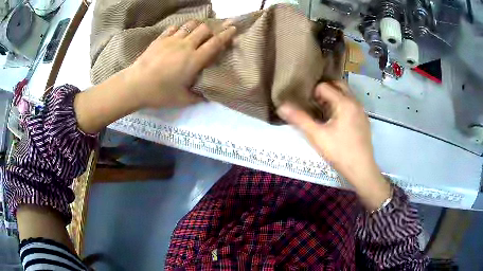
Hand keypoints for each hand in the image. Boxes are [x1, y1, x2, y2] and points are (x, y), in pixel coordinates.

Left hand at [126, 20, 236, 107]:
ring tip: (196, 32)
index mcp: (194, 60)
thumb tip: (206, 97)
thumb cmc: (160, 93)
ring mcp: (172, 40)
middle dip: (211, 30)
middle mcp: (186, 46)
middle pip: (204, 29)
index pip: (215, 43)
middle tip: (211, 36)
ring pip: (190, 25)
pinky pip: (174, 28)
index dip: (226, 35)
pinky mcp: (160, 39)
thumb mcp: (182, 100)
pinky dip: (180, 29)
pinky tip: (178, 34)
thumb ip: (197, 97)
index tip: (233, 29)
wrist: (136, 85)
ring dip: (197, 27)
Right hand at [277, 82, 390, 210]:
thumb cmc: (339, 151)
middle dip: (325, 91)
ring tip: (324, 112)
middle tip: (315, 104)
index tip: (308, 106)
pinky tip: (337, 122)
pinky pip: (352, 105)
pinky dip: (342, 106)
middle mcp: (355, 102)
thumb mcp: (317, 136)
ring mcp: (361, 111)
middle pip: (338, 85)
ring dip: (334, 98)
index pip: (324, 86)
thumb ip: (299, 119)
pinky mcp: (364, 120)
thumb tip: (281, 106)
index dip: (313, 94)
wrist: (361, 169)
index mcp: (344, 102)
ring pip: (346, 95)